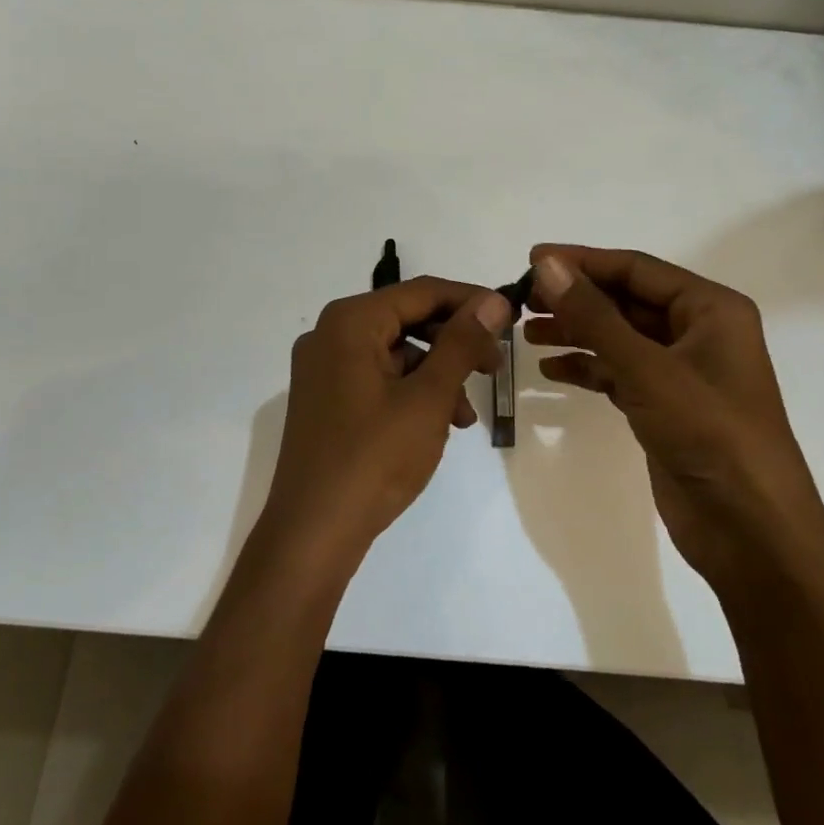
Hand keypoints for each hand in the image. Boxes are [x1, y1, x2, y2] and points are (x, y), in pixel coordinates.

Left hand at [259, 277, 510, 567]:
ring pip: (395, 353)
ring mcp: (323, 368)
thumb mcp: (428, 397)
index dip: (471, 301)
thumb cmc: (374, 458)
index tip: (510, 317)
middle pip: (407, 319)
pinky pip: (377, 378)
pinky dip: (411, 393)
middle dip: (454, 343)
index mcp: (350, 321)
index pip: (422, 291)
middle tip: (494, 367)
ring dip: (436, 375)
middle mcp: (330, 334)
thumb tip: (493, 300)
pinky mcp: (324, 399)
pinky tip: (436, 425)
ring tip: (465, 416)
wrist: (313, 533)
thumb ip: (462, 343)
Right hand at [523, 246, 823, 584]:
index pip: (637, 269)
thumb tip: (548, 265)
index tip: (533, 259)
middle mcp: (698, 332)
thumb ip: (595, 316)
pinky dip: (587, 368)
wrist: (752, 533)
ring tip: (527, 331)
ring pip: (619, 337)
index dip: (583, 261)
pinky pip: (619, 372)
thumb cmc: (710, 434)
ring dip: (576, 331)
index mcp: (711, 309)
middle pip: (626, 300)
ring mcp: (681, 372)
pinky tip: (551, 369)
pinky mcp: (665, 407)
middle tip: (523, 299)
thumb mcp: (648, 369)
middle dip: (576, 298)